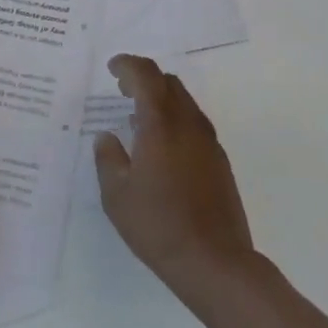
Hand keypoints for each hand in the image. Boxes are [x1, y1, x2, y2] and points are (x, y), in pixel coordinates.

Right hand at [94, 54, 257, 299]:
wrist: (216, 262)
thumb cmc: (159, 226)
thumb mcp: (117, 195)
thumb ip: (108, 158)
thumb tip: (107, 137)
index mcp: (161, 124)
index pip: (146, 75)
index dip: (127, 64)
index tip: (112, 68)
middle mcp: (188, 124)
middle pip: (168, 82)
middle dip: (144, 78)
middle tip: (122, 90)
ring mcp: (209, 141)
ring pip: (185, 101)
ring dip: (161, 98)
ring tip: (138, 118)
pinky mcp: (220, 160)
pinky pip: (194, 122)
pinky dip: (175, 118)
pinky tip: (162, 145)